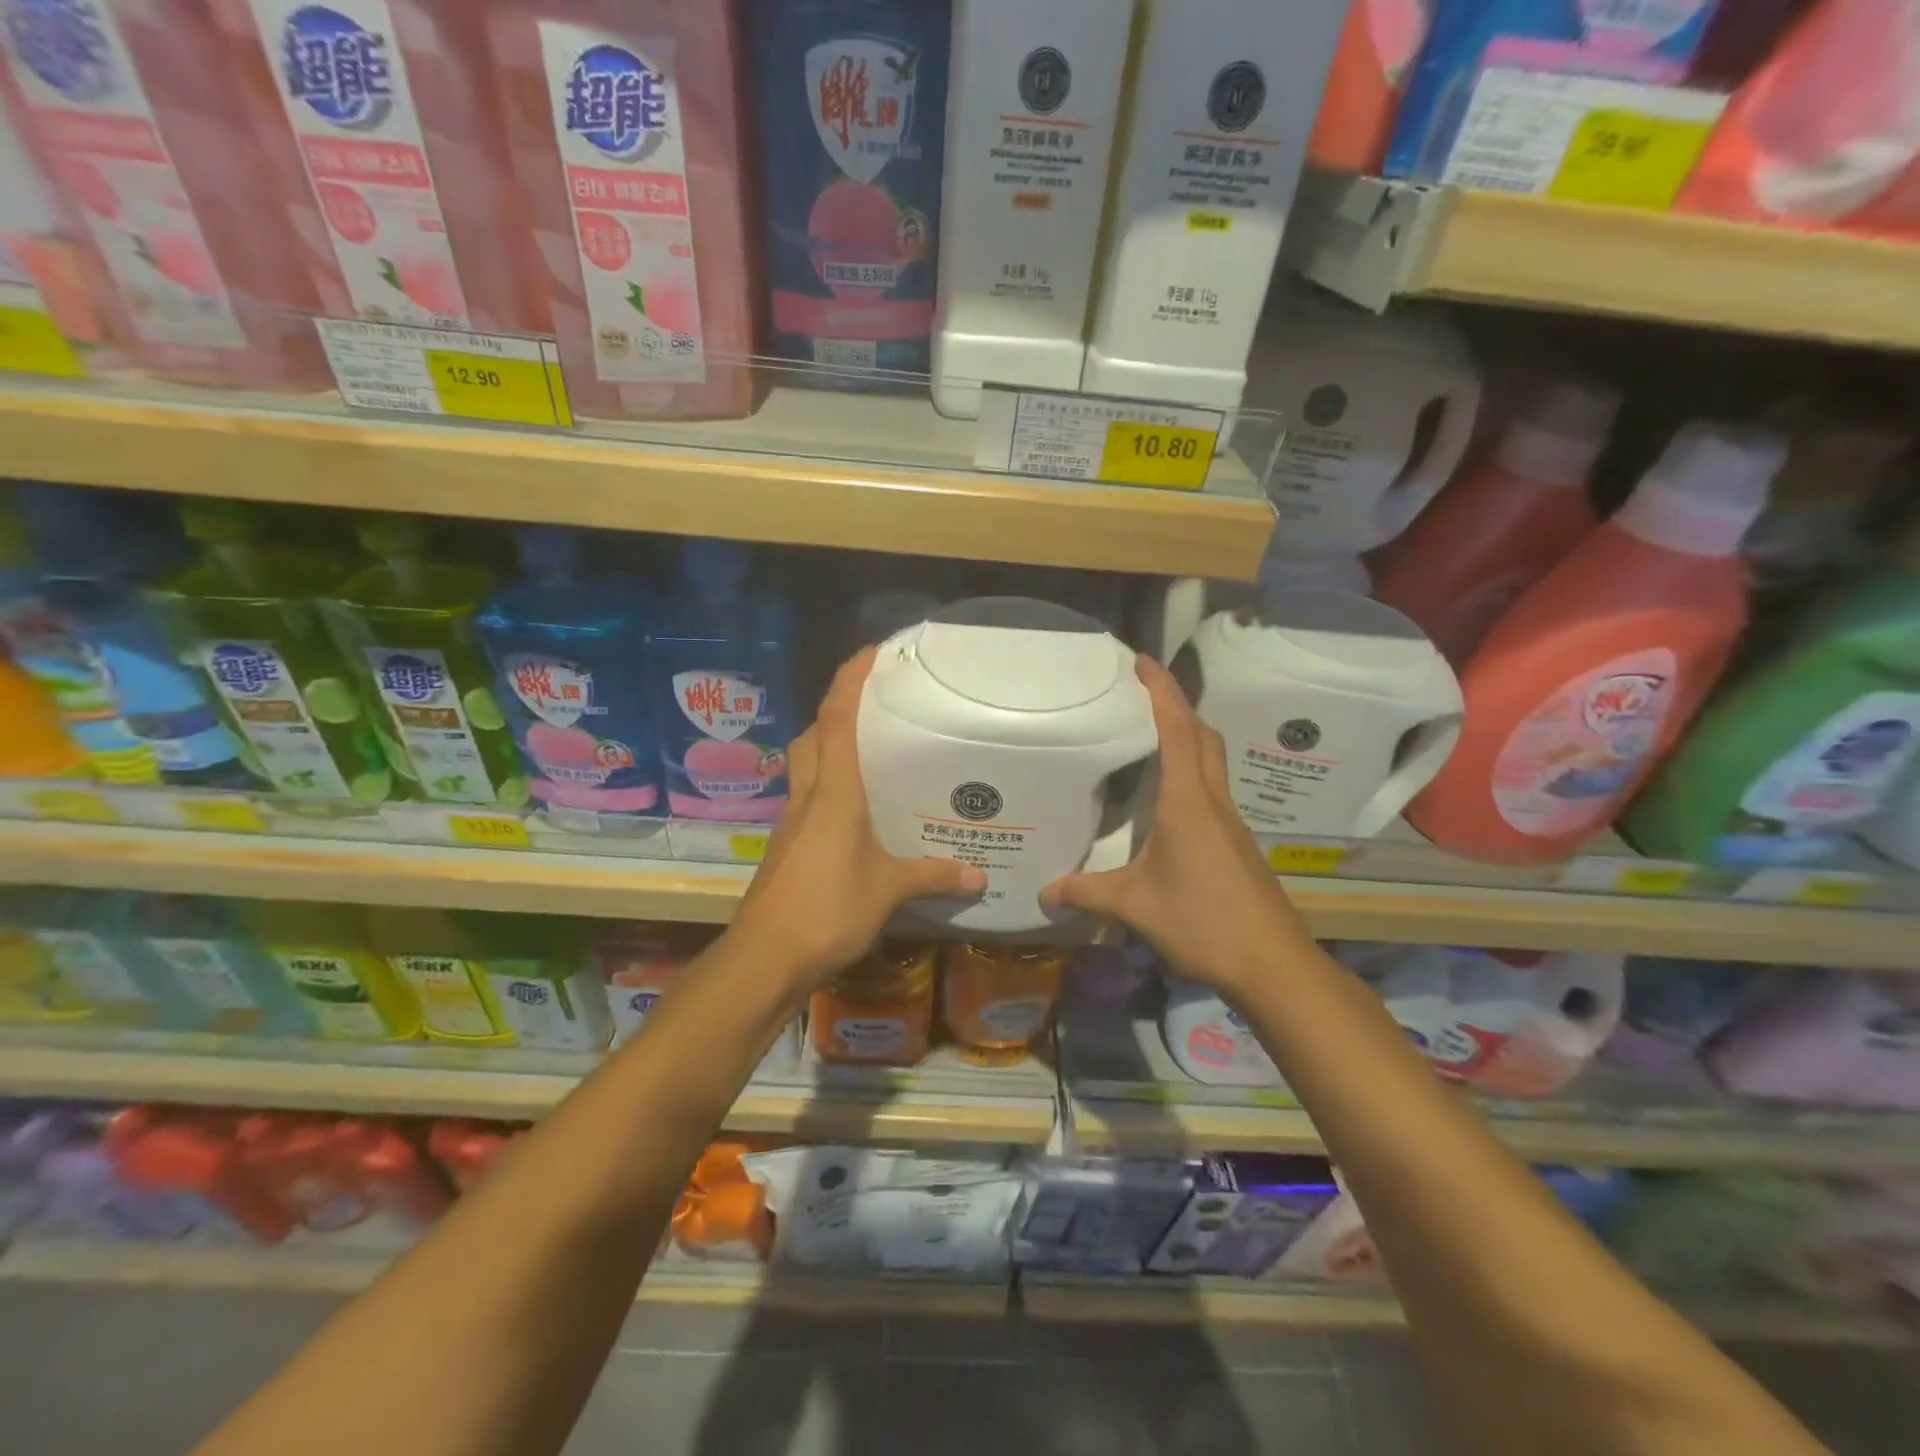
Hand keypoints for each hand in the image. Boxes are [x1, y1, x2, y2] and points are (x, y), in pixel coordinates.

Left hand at [726, 647, 984, 991]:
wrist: (765, 957)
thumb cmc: (827, 908)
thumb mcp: (888, 890)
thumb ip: (933, 876)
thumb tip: (979, 878)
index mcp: (833, 790)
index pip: (837, 718)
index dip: (850, 679)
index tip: (871, 652)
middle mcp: (807, 795)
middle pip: (813, 735)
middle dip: (836, 709)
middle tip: (874, 706)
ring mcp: (791, 822)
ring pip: (804, 765)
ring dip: (827, 745)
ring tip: (868, 751)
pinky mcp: (786, 846)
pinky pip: (807, 798)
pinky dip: (826, 786)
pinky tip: (855, 810)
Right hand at [1041, 655, 1312, 994]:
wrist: (1272, 963)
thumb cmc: (1202, 922)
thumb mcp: (1135, 906)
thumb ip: (1087, 893)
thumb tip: (1044, 893)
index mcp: (1188, 802)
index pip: (1177, 731)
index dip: (1161, 691)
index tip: (1142, 662)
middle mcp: (1213, 801)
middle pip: (1203, 736)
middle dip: (1177, 706)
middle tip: (1143, 694)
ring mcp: (1231, 822)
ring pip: (1212, 761)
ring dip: (1189, 737)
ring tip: (1152, 736)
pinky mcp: (1238, 843)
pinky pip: (1213, 789)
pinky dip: (1192, 771)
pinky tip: (1168, 799)